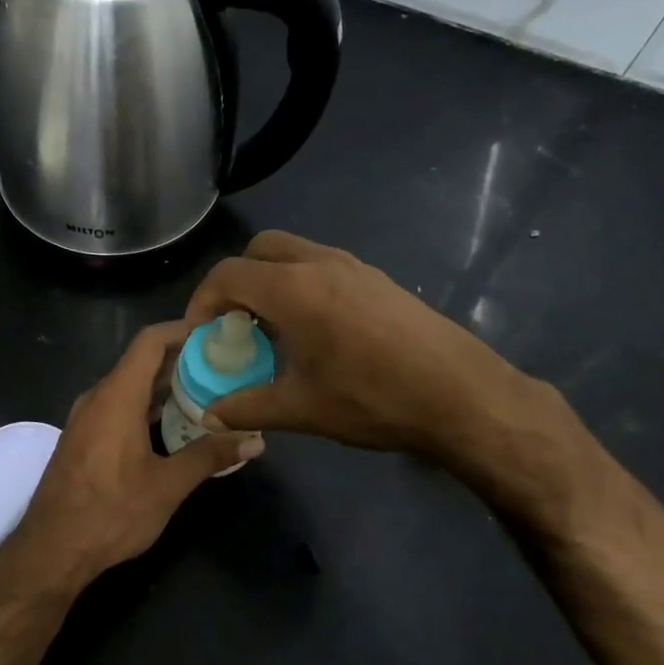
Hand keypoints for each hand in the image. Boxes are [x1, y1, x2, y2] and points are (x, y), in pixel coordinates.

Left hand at [4, 322, 262, 589]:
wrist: (51, 550)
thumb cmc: (110, 513)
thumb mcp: (167, 486)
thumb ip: (210, 456)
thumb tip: (254, 441)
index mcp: (116, 396)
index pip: (150, 341)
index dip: (182, 329)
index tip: (216, 332)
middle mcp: (98, 398)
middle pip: (141, 362)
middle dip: (182, 360)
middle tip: (223, 366)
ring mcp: (86, 418)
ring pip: (130, 386)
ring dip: (165, 386)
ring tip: (207, 393)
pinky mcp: (83, 438)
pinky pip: (118, 407)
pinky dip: (147, 407)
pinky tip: (174, 427)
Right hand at [185, 232, 589, 525]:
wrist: (462, 395)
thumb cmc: (373, 399)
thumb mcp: (302, 409)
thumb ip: (248, 407)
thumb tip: (211, 416)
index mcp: (293, 289)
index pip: (228, 274)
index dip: (203, 301)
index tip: (201, 334)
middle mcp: (320, 263)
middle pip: (259, 249)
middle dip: (236, 280)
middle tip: (235, 322)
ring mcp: (354, 266)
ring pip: (294, 253)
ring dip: (271, 279)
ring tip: (273, 327)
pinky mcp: (378, 278)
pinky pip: (323, 265)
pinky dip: (302, 283)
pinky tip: (315, 330)